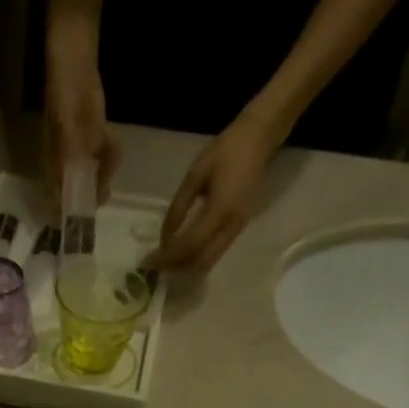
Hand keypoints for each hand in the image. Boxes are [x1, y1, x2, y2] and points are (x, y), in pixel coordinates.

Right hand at [44, 23, 121, 202]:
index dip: (69, 214)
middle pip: (80, 192)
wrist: (75, 61)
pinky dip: (112, 154)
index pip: (58, 199)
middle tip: (106, 192)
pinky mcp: (95, 140)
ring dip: (106, 171)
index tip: (83, 221)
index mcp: (52, 164)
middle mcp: (65, 164)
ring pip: (96, 176)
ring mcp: (81, 152)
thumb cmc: (63, 93)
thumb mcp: (65, 127)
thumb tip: (71, 190)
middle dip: (93, 194)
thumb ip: (70, 158)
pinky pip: (107, 157)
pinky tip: (111, 139)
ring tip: (109, 150)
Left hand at [151, 111, 279, 271]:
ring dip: (186, 266)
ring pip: (209, 261)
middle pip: (201, 262)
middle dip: (176, 267)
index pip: (190, 245)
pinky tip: (182, 253)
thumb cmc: (225, 151)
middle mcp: (231, 226)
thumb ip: (178, 207)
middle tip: (155, 265)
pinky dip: (196, 258)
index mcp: (220, 210)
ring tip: (166, 261)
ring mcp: (238, 229)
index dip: (168, 256)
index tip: (149, 260)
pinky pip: (215, 253)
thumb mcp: (194, 175)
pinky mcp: (238, 228)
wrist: (259, 139)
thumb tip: (164, 237)